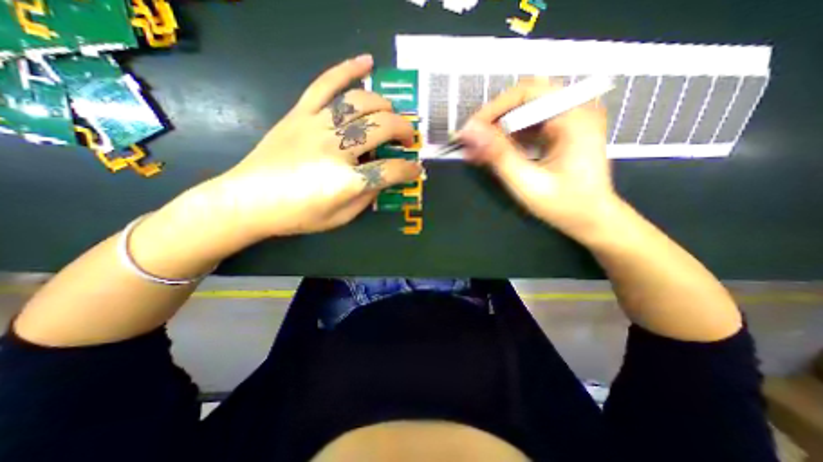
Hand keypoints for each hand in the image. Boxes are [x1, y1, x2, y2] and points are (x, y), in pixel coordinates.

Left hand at [189, 54, 419, 241]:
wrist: (248, 200)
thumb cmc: (297, 215)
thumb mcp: (341, 217)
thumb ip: (367, 197)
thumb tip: (383, 178)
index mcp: (346, 181)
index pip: (391, 170)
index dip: (409, 170)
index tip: (415, 169)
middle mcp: (335, 149)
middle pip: (382, 128)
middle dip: (404, 132)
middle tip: (408, 140)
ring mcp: (316, 126)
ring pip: (361, 103)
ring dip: (385, 107)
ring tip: (391, 115)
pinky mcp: (300, 114)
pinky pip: (326, 84)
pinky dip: (348, 70)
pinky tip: (366, 62)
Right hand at [460, 77, 620, 245]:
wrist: (592, 219)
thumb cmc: (564, 205)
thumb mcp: (527, 182)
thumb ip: (499, 155)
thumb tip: (469, 132)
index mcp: (574, 117)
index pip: (526, 93)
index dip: (493, 108)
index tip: (470, 131)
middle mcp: (574, 110)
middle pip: (523, 101)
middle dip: (493, 120)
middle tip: (471, 141)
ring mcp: (568, 120)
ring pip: (522, 114)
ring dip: (497, 131)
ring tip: (475, 151)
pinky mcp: (560, 132)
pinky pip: (528, 127)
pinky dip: (507, 139)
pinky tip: (491, 153)